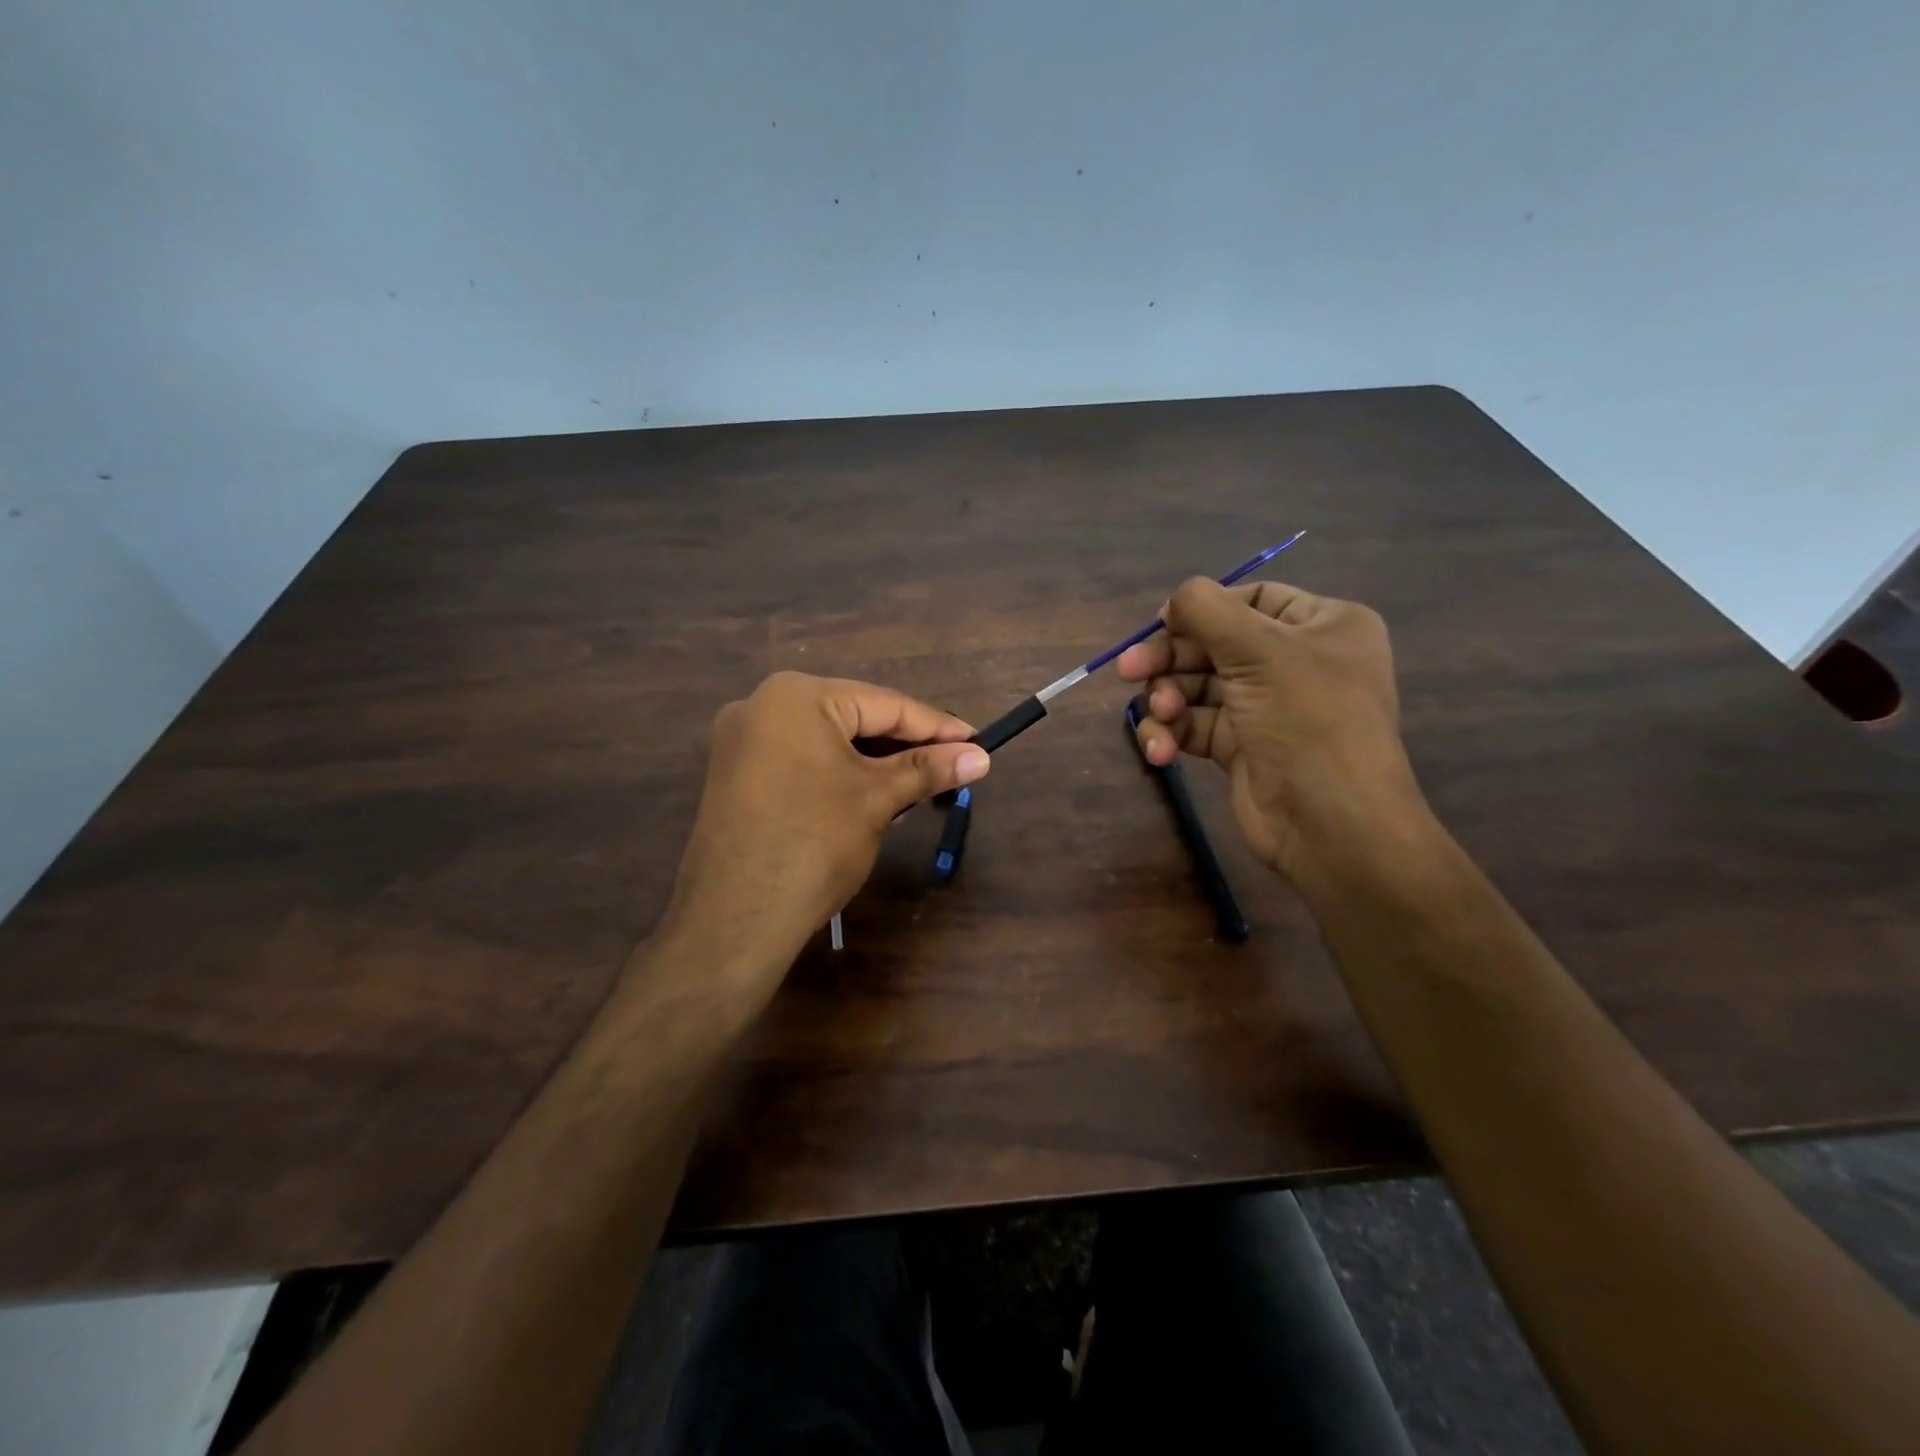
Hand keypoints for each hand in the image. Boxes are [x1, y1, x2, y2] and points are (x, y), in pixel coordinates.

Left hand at [662, 672, 989, 980]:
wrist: (734, 919)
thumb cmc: (813, 845)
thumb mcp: (877, 799)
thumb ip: (928, 769)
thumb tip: (981, 757)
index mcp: (796, 696)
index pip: (884, 704)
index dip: (936, 726)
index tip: (977, 743)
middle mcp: (762, 704)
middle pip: (854, 717)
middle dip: (904, 743)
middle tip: (953, 763)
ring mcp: (742, 740)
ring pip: (827, 739)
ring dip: (874, 759)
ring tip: (921, 779)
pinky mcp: (736, 774)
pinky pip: (802, 759)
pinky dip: (839, 771)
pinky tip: (871, 790)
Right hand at [1116, 577, 1423, 881]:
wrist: (1332, 824)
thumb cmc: (1306, 721)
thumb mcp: (1259, 651)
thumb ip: (1207, 610)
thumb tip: (1175, 600)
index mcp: (1322, 626)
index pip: (1253, 599)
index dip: (1204, 609)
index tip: (1161, 623)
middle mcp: (1297, 662)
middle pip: (1215, 644)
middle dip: (1171, 659)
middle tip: (1128, 671)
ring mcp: (1268, 707)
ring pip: (1198, 687)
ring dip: (1168, 699)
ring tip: (1160, 715)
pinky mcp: (1243, 747)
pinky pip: (1196, 726)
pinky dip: (1173, 733)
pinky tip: (1161, 749)